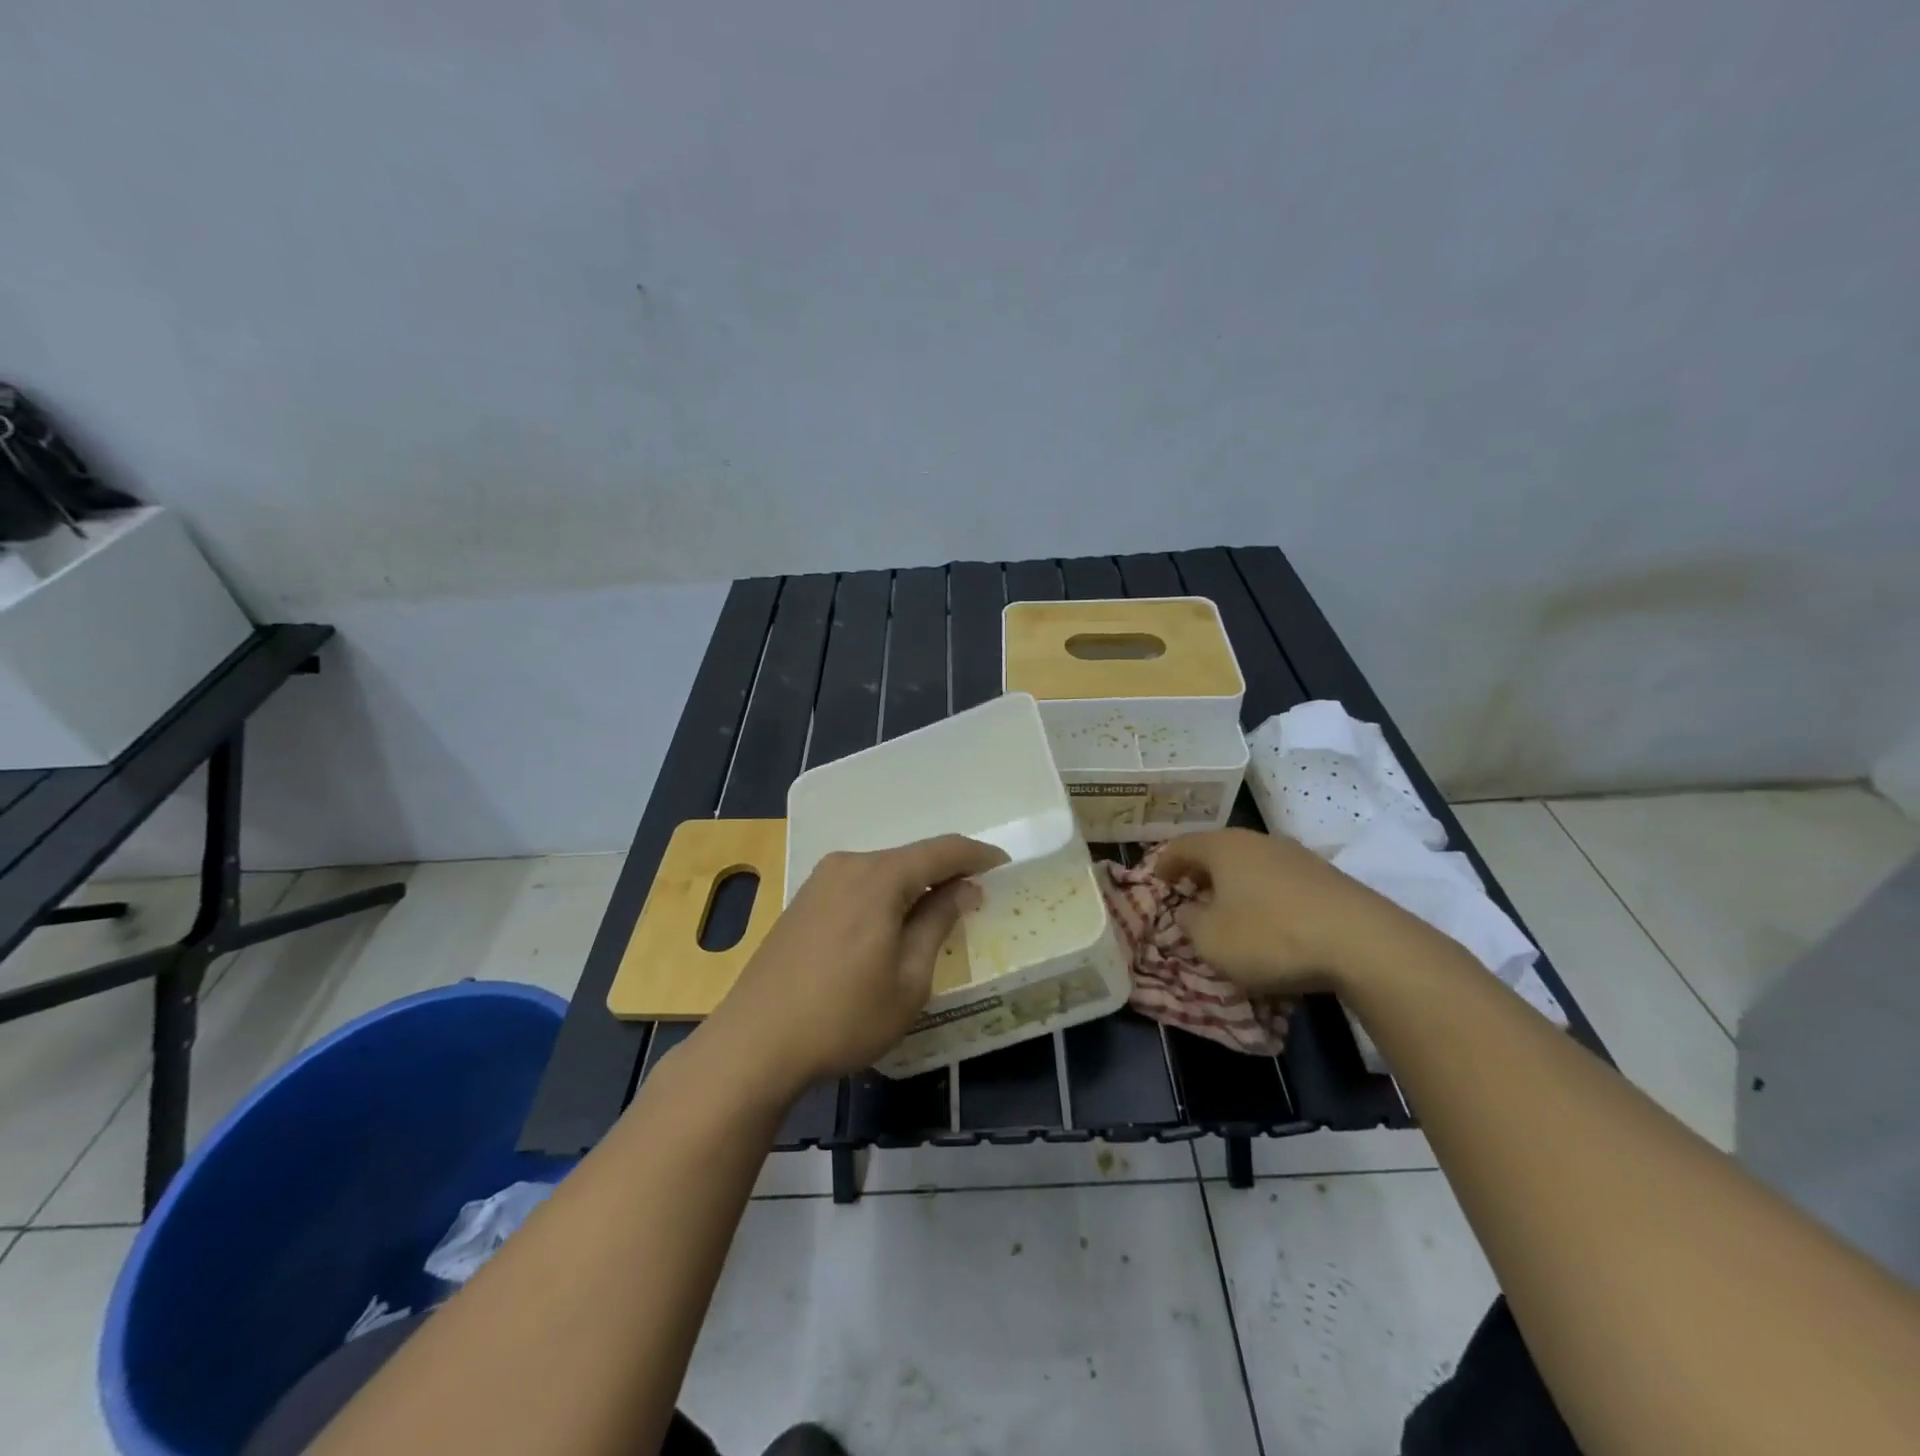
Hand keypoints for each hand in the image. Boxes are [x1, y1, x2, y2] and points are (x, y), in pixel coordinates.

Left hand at [704, 834, 1007, 1095]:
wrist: (754, 1043)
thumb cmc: (843, 1017)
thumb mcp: (908, 980)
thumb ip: (937, 923)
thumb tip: (963, 889)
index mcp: (879, 877)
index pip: (942, 851)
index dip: (978, 856)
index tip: (1005, 868)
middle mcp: (848, 865)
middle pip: (910, 857)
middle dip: (946, 873)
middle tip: (975, 899)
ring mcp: (819, 881)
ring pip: (883, 871)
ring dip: (914, 886)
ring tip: (938, 915)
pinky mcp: (803, 901)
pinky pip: (858, 885)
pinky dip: (885, 896)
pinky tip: (891, 926)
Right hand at [1155, 827, 1436, 997]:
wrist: (1362, 943)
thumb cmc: (1269, 936)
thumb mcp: (1211, 940)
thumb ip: (1190, 922)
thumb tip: (1189, 910)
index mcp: (1223, 847)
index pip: (1181, 846)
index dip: (1164, 864)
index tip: (1156, 882)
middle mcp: (1258, 841)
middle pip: (1218, 851)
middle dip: (1200, 873)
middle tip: (1189, 896)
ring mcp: (1297, 856)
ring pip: (1251, 864)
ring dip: (1235, 884)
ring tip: (1229, 911)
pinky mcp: (1326, 878)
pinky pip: (1280, 881)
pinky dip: (1264, 895)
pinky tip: (1270, 922)